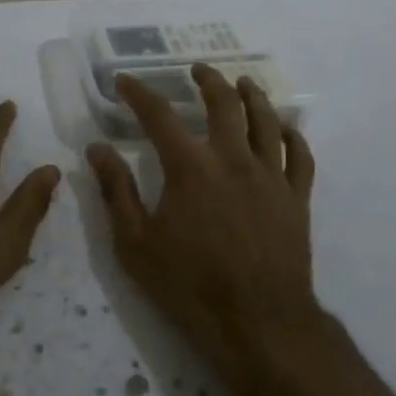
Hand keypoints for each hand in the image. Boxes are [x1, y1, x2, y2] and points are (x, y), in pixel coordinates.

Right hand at [88, 64, 319, 387]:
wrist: (259, 325)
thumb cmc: (190, 286)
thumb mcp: (136, 244)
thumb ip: (116, 191)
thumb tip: (96, 149)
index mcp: (190, 167)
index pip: (159, 115)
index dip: (139, 93)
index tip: (125, 81)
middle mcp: (233, 159)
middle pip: (224, 104)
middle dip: (208, 80)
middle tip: (198, 70)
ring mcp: (270, 176)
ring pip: (266, 120)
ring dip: (252, 95)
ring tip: (242, 83)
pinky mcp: (296, 198)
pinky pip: (299, 155)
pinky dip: (291, 135)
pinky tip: (284, 128)